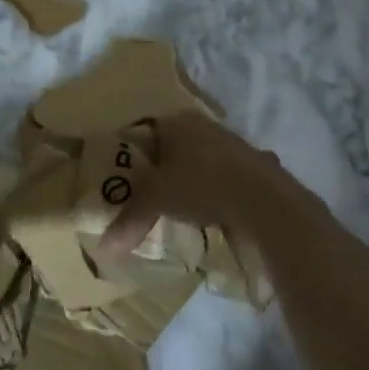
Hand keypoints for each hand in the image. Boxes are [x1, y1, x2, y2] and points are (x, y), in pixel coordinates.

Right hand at [98, 113, 293, 258]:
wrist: (264, 199)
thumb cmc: (200, 185)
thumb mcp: (156, 201)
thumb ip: (129, 219)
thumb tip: (104, 248)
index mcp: (176, 121)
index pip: (143, 132)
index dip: (131, 156)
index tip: (124, 180)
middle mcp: (204, 125)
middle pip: (172, 147)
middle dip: (161, 171)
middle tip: (148, 196)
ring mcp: (233, 143)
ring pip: (200, 161)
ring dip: (190, 180)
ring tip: (179, 208)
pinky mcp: (254, 165)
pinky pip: (224, 177)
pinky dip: (216, 192)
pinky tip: (213, 213)